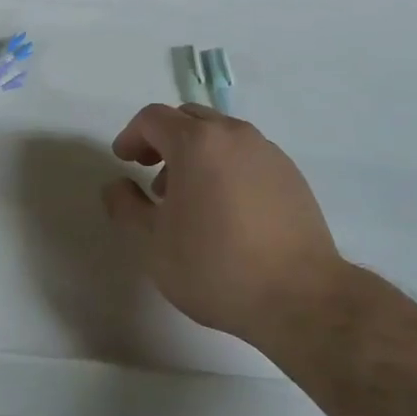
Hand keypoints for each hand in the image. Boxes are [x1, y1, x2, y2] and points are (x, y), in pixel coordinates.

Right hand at [103, 103, 339, 346]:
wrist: (300, 297)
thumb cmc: (216, 267)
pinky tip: (228, 209)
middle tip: (151, 175)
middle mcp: (232, 133)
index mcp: (196, 141)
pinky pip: (247, 154)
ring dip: (196, 153)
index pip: (153, 118)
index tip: (123, 161)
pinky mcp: (290, 172)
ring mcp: (266, 150)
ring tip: (190, 198)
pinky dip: (226, 166)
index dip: (132, 135)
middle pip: (188, 118)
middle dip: (164, 140)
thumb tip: (116, 185)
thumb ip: (126, 207)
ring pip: (220, 135)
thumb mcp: (153, 244)